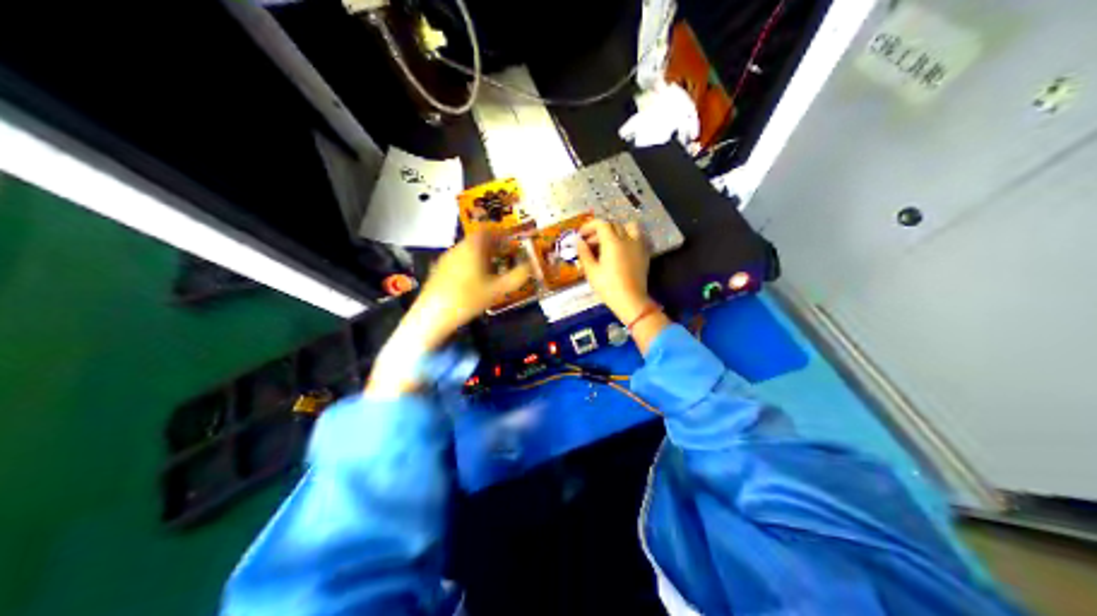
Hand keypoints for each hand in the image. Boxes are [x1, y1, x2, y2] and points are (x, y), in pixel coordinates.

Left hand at [399, 231, 532, 351]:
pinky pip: (459, 261)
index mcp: (472, 247)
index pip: (487, 231)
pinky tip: (475, 282)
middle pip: (477, 241)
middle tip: (505, 257)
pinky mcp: (438, 272)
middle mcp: (457, 248)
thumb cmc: (467, 299)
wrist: (432, 315)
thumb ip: (517, 277)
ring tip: (493, 271)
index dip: (501, 234)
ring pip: (467, 251)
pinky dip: (470, 266)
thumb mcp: (498, 290)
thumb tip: (531, 266)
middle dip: (493, 247)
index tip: (510, 242)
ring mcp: (445, 259)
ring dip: (481, 257)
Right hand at [574, 216, 668, 355]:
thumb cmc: (608, 287)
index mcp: (612, 242)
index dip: (589, 226)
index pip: (601, 224)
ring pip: (629, 227)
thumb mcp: (591, 271)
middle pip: (613, 225)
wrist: (631, 301)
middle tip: (590, 243)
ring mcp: (638, 246)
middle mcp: (627, 239)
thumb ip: (584, 253)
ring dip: (618, 230)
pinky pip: (637, 238)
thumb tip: (579, 241)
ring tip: (609, 241)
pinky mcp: (644, 254)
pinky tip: (621, 250)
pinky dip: (628, 237)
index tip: (581, 235)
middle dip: (600, 231)